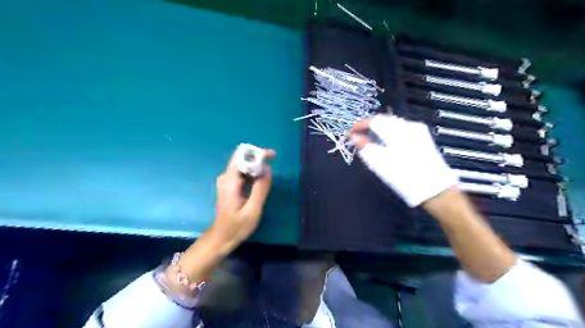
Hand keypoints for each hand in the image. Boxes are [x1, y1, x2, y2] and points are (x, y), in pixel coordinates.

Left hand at [171, 147, 274, 287]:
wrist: (221, 237)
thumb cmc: (237, 227)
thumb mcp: (252, 211)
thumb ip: (260, 189)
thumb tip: (268, 169)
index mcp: (230, 181)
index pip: (241, 156)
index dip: (257, 152)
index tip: (272, 156)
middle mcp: (226, 177)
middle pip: (243, 158)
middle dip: (259, 159)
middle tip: (273, 169)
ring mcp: (227, 180)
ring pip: (244, 165)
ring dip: (258, 167)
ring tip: (269, 177)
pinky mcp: (230, 185)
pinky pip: (243, 173)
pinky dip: (254, 174)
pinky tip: (261, 182)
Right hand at [347, 115, 456, 206]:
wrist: (435, 190)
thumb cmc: (404, 178)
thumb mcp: (380, 164)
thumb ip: (365, 147)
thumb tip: (354, 137)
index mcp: (398, 131)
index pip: (374, 120)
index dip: (359, 125)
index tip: (349, 133)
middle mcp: (409, 126)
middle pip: (384, 119)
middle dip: (369, 126)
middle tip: (358, 137)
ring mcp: (418, 130)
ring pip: (392, 123)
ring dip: (379, 129)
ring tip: (369, 140)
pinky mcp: (423, 137)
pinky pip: (401, 129)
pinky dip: (389, 133)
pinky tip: (385, 143)